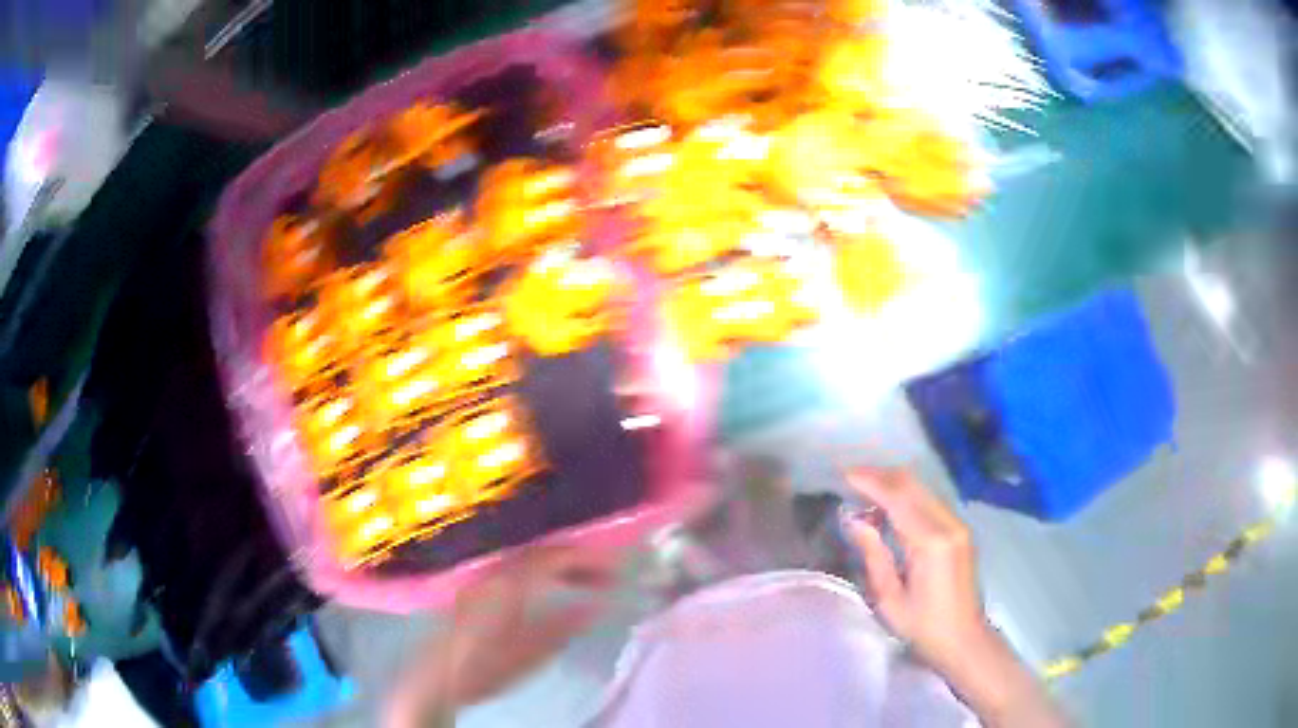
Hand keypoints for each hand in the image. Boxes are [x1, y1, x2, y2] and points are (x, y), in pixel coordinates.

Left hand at [386, 548, 618, 726]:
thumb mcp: (529, 654)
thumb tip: (598, 605)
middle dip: (577, 560)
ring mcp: (482, 580)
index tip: (615, 566)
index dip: (587, 557)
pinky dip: (542, 574)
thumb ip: (564, 626)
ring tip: (587, 582)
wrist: (436, 678)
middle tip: (608, 575)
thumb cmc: (483, 668)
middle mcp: (494, 573)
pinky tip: (552, 590)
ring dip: (560, 566)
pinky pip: (516, 570)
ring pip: (528, 560)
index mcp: (509, 585)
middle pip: (541, 554)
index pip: (553, 557)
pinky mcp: (475, 590)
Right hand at [840, 468, 988, 672]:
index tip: (843, 474)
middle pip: (912, 484)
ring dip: (893, 484)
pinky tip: (889, 508)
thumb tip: (855, 520)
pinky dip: (907, 496)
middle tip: (850, 477)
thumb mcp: (889, 598)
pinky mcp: (960, 531)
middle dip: (880, 475)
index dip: (870, 481)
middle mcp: (949, 524)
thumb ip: (874, 555)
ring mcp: (958, 525)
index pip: (898, 497)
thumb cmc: (923, 627)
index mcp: (931, 542)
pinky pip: (930, 501)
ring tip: (864, 490)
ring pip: (923, 489)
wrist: (963, 639)